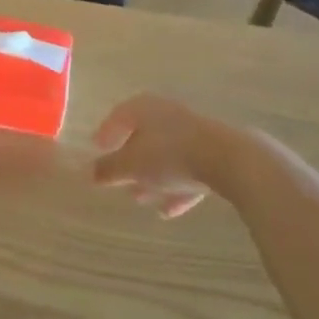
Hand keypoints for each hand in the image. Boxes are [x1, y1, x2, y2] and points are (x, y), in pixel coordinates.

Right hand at [92, 94, 220, 219]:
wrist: (228, 160)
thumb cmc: (169, 155)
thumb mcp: (131, 165)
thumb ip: (109, 169)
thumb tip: (91, 173)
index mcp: (145, 108)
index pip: (119, 115)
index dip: (107, 131)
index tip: (97, 148)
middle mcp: (168, 114)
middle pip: (144, 136)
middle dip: (130, 159)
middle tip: (118, 178)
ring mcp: (194, 132)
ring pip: (166, 155)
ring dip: (152, 177)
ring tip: (139, 198)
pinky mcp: (214, 152)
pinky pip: (188, 169)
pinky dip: (176, 187)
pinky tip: (169, 210)